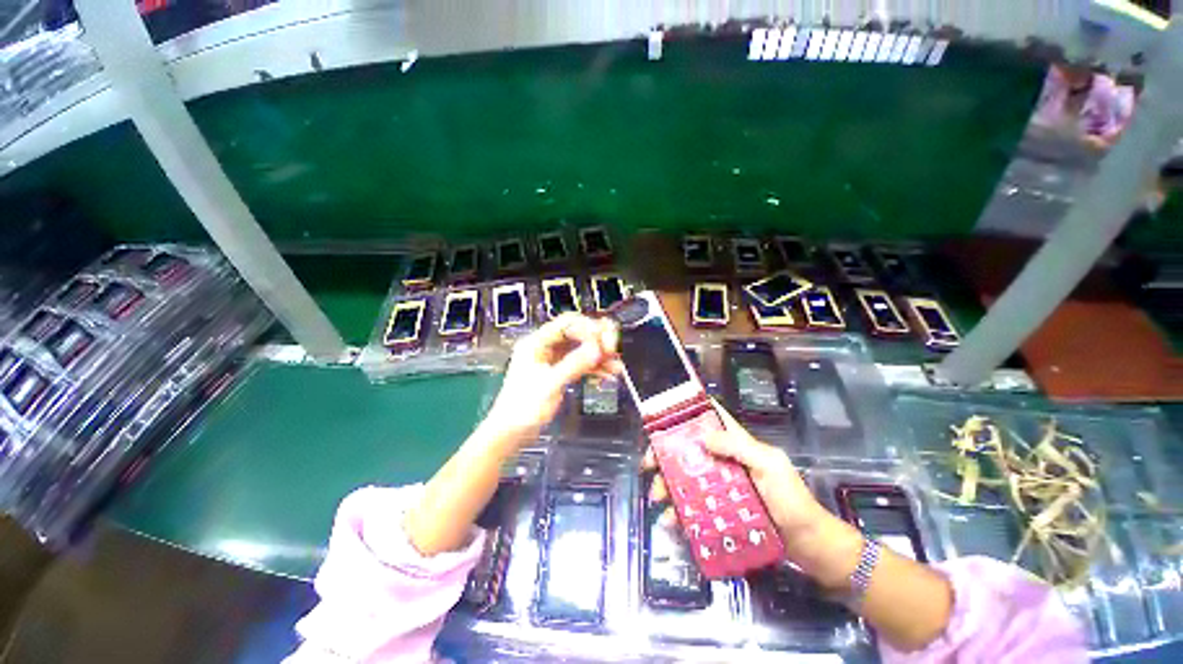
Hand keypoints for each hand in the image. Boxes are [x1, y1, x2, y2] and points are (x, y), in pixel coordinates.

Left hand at [484, 313, 620, 443]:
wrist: (511, 432)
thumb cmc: (523, 408)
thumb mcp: (550, 384)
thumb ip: (574, 364)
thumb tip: (598, 348)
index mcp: (537, 342)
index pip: (568, 323)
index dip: (589, 328)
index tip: (605, 341)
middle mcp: (546, 347)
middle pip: (577, 334)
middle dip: (597, 341)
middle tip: (613, 350)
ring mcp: (553, 359)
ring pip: (581, 349)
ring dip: (599, 356)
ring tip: (616, 366)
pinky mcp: (559, 372)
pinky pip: (580, 363)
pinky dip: (594, 368)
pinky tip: (608, 375)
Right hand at [645, 402, 860, 584]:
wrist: (808, 544)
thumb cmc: (790, 499)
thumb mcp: (768, 465)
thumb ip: (738, 447)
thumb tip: (701, 437)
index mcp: (736, 443)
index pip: (709, 419)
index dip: (685, 414)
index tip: (662, 419)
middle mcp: (724, 459)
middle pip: (688, 450)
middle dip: (665, 456)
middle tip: (649, 467)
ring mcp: (720, 485)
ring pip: (686, 478)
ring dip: (667, 485)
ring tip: (658, 500)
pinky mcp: (719, 508)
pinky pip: (693, 506)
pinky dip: (679, 513)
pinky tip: (671, 522)